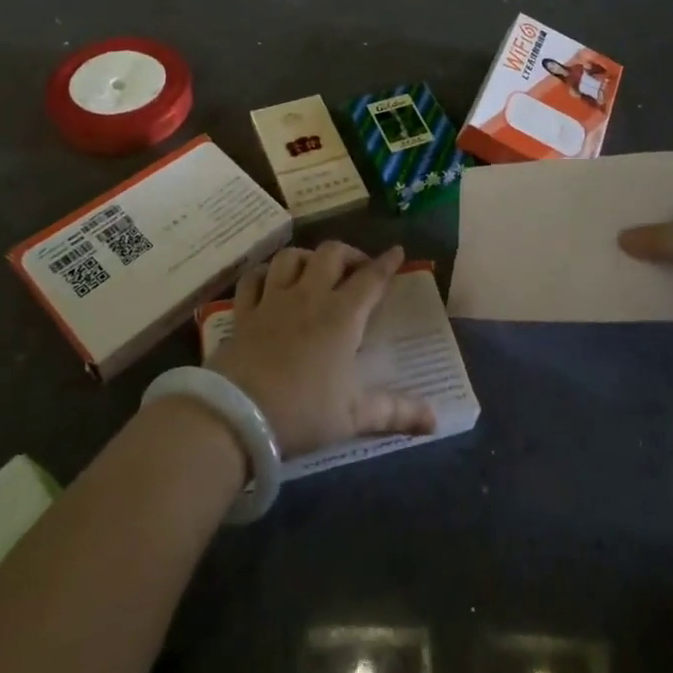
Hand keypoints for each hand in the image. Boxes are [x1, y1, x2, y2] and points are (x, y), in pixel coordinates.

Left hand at [210, 242, 436, 457]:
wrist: (236, 416)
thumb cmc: (302, 412)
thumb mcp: (354, 416)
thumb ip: (395, 413)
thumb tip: (436, 420)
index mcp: (342, 316)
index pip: (370, 278)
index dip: (386, 263)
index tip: (397, 251)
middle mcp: (310, 297)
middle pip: (331, 254)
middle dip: (349, 254)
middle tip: (358, 268)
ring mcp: (273, 300)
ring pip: (291, 257)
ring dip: (307, 257)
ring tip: (315, 269)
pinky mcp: (244, 312)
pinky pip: (254, 278)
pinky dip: (265, 273)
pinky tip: (271, 281)